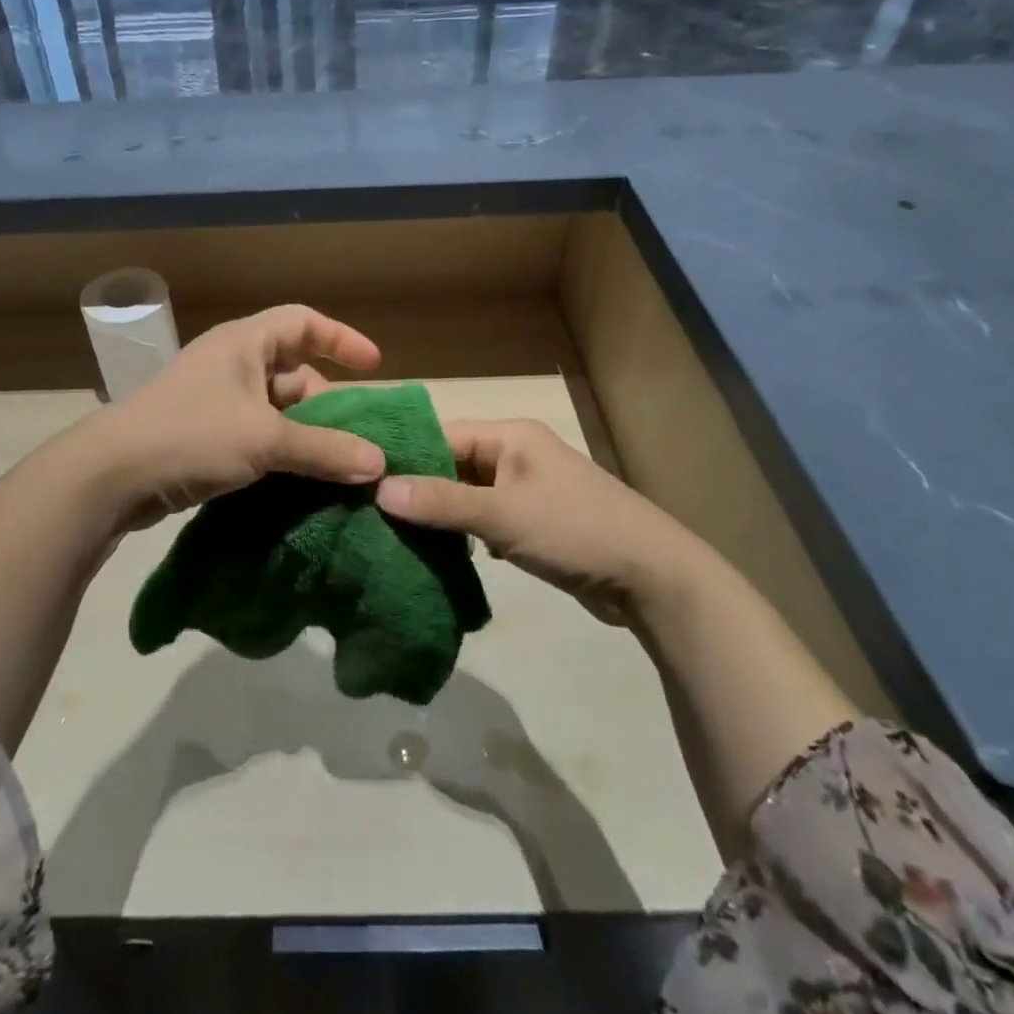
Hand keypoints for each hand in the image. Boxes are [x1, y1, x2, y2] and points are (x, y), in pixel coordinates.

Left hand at [89, 304, 386, 530]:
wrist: (111, 475)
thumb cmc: (192, 436)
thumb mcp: (265, 440)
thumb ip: (324, 450)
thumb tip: (378, 464)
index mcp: (244, 343)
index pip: (304, 322)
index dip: (342, 340)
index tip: (374, 368)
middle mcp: (231, 363)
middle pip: (293, 370)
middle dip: (327, 402)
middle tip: (355, 437)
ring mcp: (214, 399)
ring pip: (275, 408)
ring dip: (304, 433)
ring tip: (335, 466)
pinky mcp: (203, 433)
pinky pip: (255, 434)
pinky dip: (279, 451)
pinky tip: (298, 480)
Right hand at [376, 419, 718, 624]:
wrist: (653, 578)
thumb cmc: (576, 530)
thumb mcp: (503, 515)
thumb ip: (441, 503)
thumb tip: (378, 489)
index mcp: (511, 437)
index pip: (442, 435)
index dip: (403, 456)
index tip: (361, 479)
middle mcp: (517, 455)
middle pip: (452, 465)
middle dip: (417, 489)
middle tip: (369, 512)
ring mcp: (527, 490)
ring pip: (467, 495)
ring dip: (439, 515)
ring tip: (391, 534)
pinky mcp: (534, 523)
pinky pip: (485, 520)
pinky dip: (463, 535)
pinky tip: (436, 554)